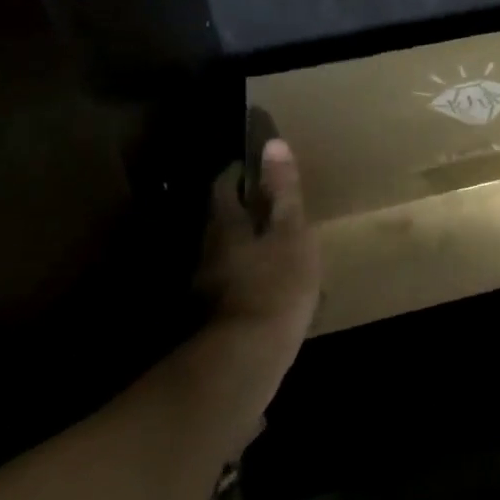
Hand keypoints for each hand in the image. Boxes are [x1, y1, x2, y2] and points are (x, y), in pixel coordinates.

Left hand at [196, 138, 320, 343]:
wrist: (249, 356)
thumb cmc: (277, 283)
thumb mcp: (291, 232)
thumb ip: (283, 191)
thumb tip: (273, 144)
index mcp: (225, 224)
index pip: (224, 185)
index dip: (239, 171)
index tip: (257, 166)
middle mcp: (209, 248)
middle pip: (222, 218)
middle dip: (245, 208)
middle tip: (273, 204)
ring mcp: (209, 282)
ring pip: (227, 250)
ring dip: (248, 242)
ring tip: (277, 243)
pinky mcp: (217, 311)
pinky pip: (235, 279)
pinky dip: (251, 273)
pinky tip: (271, 283)